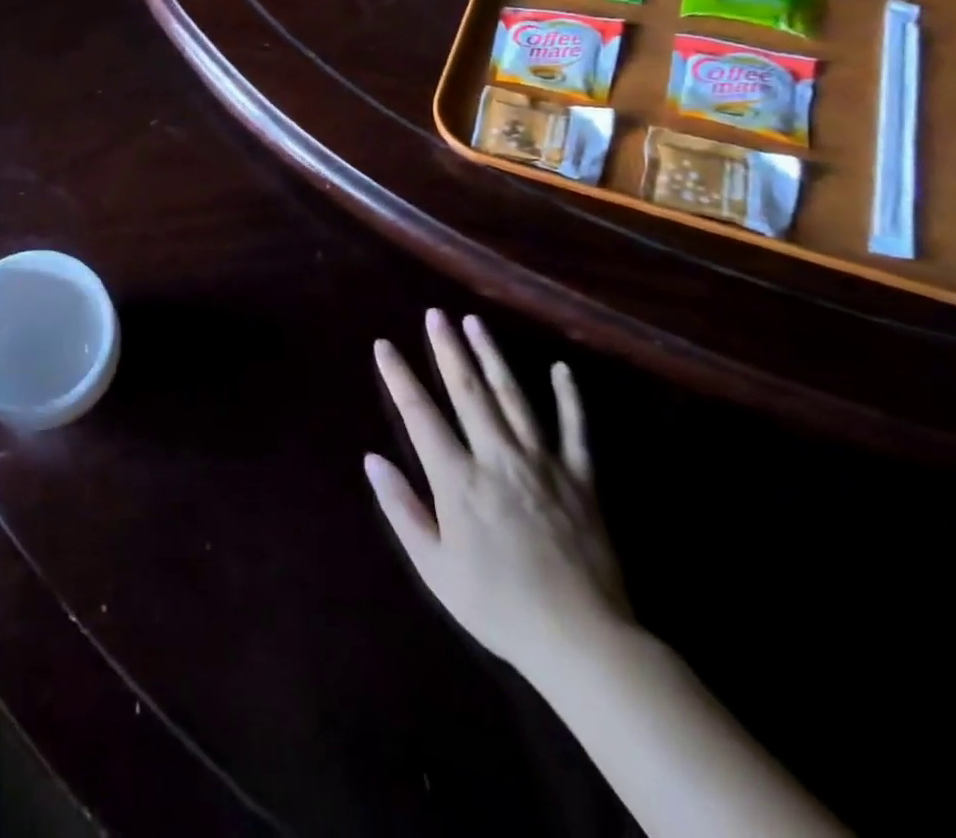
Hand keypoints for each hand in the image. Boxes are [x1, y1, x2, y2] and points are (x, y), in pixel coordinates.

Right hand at [366, 310, 630, 679]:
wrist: (584, 641)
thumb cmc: (498, 605)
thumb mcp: (434, 567)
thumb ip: (401, 508)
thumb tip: (371, 458)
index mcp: (458, 479)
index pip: (420, 414)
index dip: (399, 377)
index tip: (384, 345)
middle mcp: (497, 458)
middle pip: (468, 392)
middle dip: (447, 349)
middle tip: (435, 315)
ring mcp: (543, 464)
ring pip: (513, 398)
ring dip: (492, 357)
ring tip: (476, 323)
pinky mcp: (582, 480)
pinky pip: (576, 430)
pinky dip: (569, 398)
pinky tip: (561, 369)